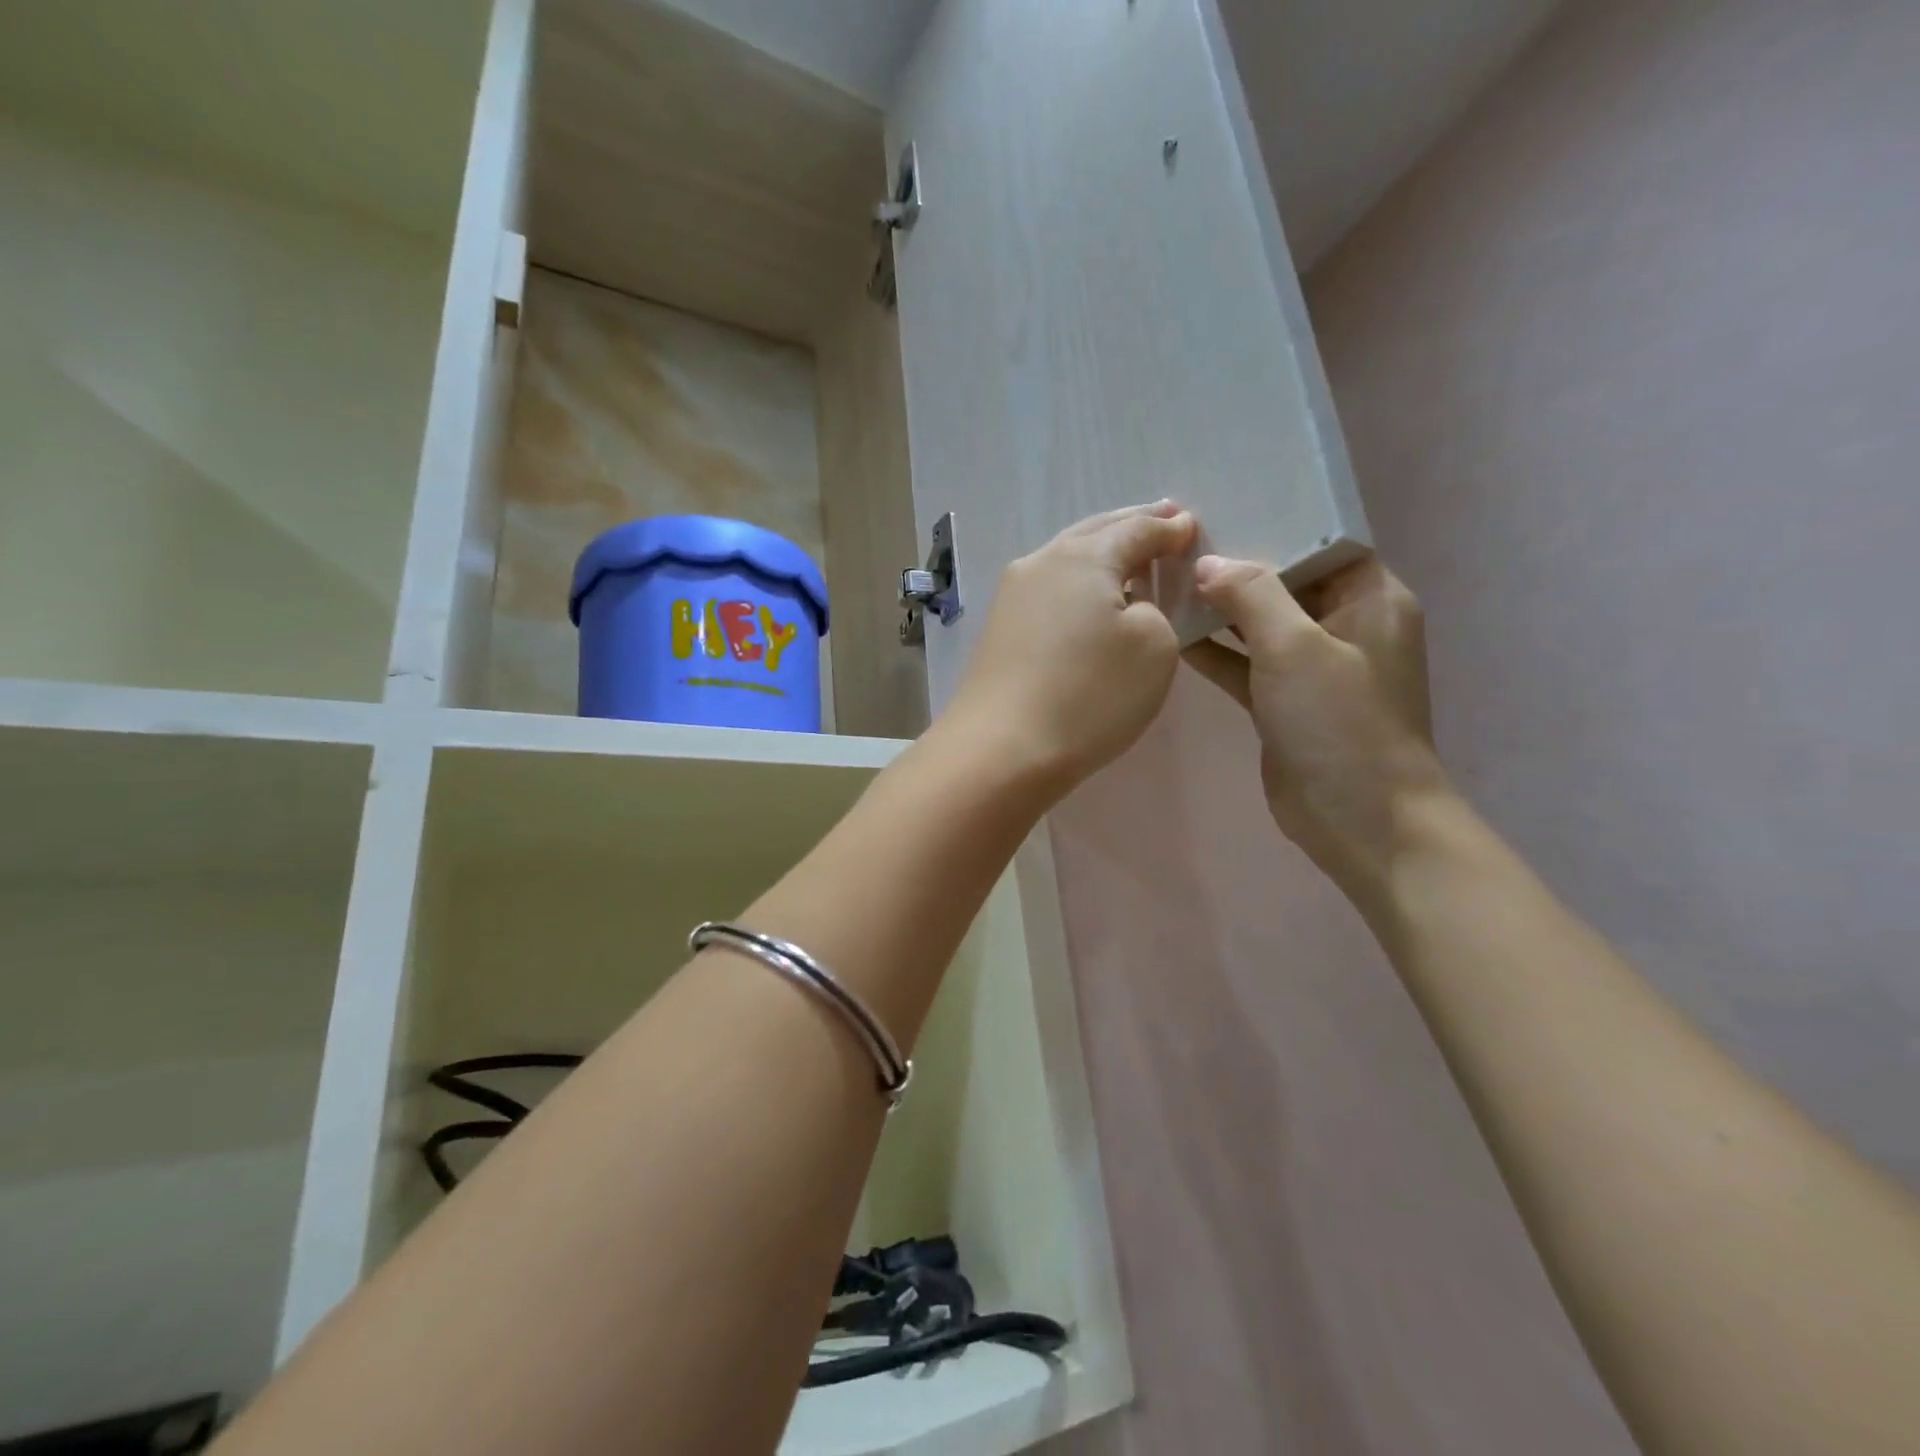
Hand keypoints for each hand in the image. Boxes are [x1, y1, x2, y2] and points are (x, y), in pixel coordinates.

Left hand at [944, 502, 1196, 797]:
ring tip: (1128, 553)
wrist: (1001, 749)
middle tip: (1162, 518)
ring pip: (1066, 559)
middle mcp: (1041, 563)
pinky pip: (1049, 588)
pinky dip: (1077, 582)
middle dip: (1131, 525)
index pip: (1136, 529)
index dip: (1168, 528)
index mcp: (1083, 557)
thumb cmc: (1089, 695)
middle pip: (1094, 532)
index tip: (1189, 525)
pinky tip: (1089, 595)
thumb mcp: (1153, 646)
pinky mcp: (999, 628)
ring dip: (1100, 552)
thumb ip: (1153, 609)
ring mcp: (1012, 596)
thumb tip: (1125, 605)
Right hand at [1185, 556, 1451, 894]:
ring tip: (1167, 583)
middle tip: (1179, 544)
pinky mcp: (1285, 701)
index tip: (1221, 509)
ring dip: (1220, 610)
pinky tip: (1173, 635)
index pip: (1323, 543)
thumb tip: (1208, 565)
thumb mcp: (1295, 647)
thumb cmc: (1340, 723)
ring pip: (1261, 624)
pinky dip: (1216, 651)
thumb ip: (1251, 596)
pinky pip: (1246, 663)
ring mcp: (1314, 666)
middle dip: (1236, 566)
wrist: (1358, 819)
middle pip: (1286, 581)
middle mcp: (1345, 624)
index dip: (1275, 523)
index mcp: (1370, 598)